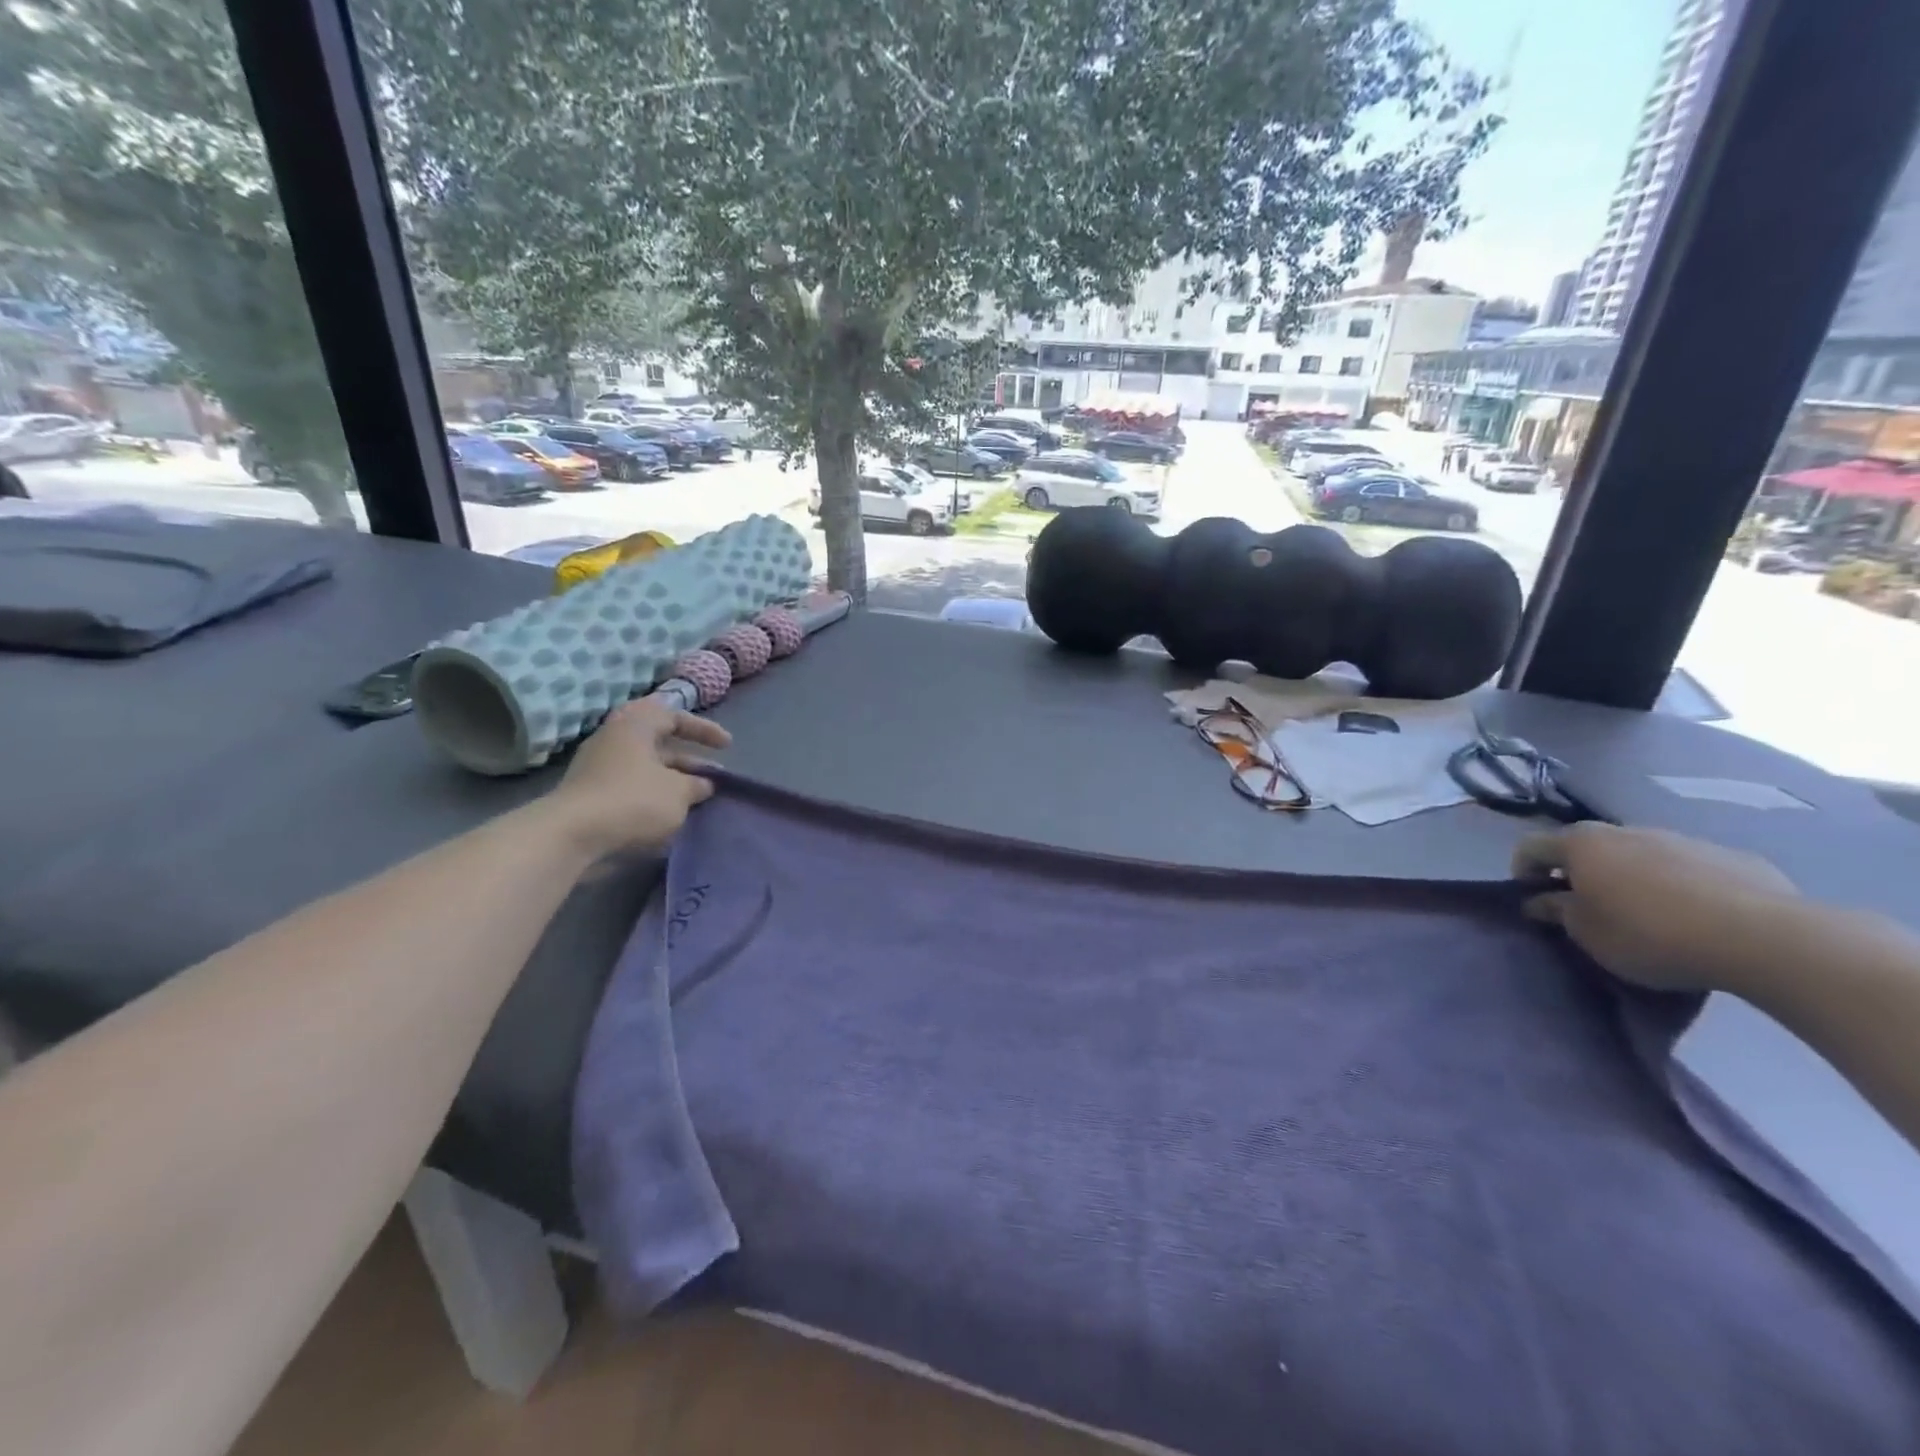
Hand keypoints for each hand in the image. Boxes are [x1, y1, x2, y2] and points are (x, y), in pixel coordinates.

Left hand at [544, 699, 731, 858]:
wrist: (571, 835)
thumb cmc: (633, 800)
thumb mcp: (678, 792)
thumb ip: (696, 784)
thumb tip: (703, 784)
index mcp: (635, 725)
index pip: (675, 716)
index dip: (704, 730)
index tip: (727, 746)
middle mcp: (614, 739)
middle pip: (659, 743)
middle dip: (688, 759)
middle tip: (712, 774)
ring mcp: (598, 767)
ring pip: (646, 767)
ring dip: (672, 780)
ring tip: (696, 798)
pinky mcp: (591, 794)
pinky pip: (631, 786)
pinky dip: (654, 795)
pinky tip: (669, 814)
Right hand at [1514, 823, 1797, 992]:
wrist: (1763, 938)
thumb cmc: (1650, 934)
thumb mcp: (1588, 934)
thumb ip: (1558, 912)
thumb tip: (1542, 900)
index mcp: (1582, 844)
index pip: (1531, 846)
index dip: (1523, 870)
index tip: (1532, 898)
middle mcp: (1626, 831)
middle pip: (1590, 846)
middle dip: (1581, 871)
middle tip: (1588, 906)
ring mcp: (1683, 840)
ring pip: (1642, 854)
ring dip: (1632, 876)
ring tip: (1648, 914)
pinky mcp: (1733, 857)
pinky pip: (1691, 868)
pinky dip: (1681, 885)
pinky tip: (1699, 917)